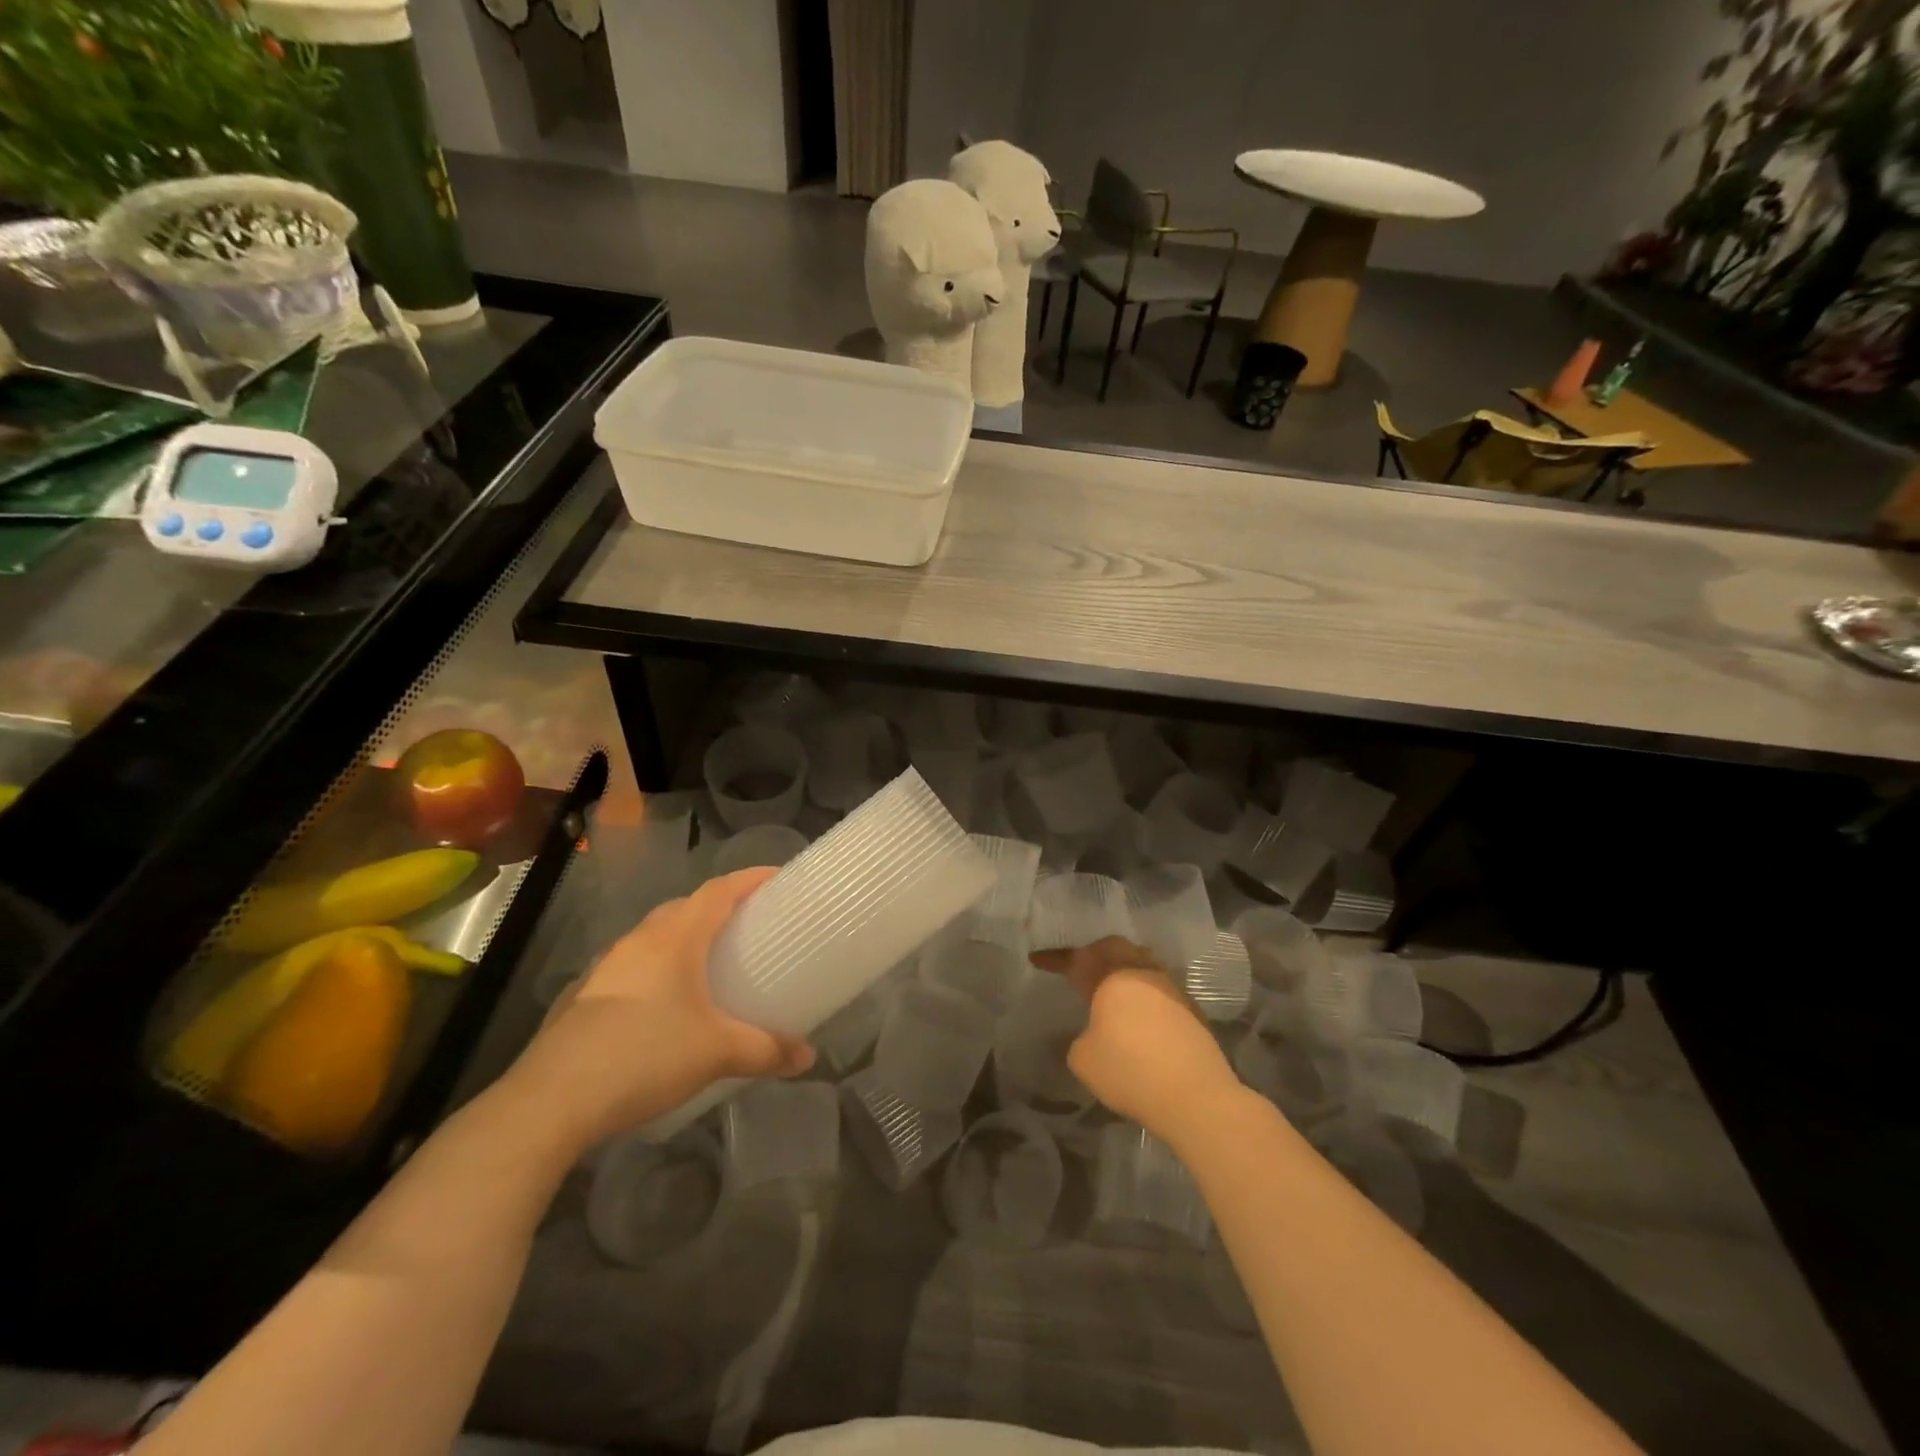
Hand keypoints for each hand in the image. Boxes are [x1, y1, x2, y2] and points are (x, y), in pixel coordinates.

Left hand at [507, 869, 813, 1150]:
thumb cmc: (644, 1056)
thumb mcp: (717, 1053)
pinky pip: (634, 966)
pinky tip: (666, 1004)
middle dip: (719, 908)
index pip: (719, 889)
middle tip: (750, 926)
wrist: (551, 1101)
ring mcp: (607, 967)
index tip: (779, 878)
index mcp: (675, 937)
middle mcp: (640, 940)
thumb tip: (807, 1057)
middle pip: (686, 907)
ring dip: (686, 939)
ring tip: (711, 963)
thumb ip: (766, 1050)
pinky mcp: (586, 996)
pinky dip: (659, 969)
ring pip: (656, 937)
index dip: (751, 879)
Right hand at [1030, 937, 1244, 1146]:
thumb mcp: (1084, 1060)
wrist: (1197, 1096)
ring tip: (1108, 987)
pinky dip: (1142, 993)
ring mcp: (1171, 989)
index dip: (1054, 958)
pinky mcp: (1191, 1011)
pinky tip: (1137, 1014)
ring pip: (1141, 964)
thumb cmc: (1131, 1072)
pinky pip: (1158, 988)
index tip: (1036, 959)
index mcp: (1113, 977)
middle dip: (1093, 953)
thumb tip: (1095, 1033)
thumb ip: (1081, 1038)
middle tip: (1078, 967)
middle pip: (1115, 949)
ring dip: (1121, 970)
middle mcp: (1142, 973)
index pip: (1077, 959)